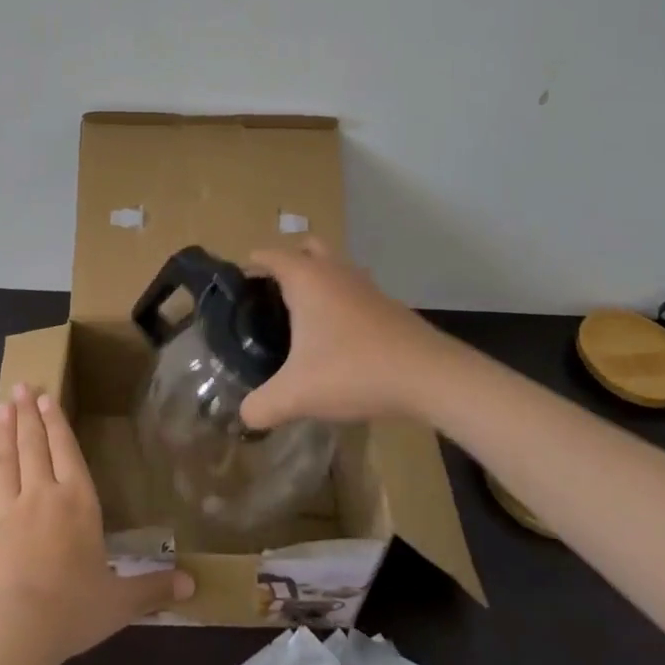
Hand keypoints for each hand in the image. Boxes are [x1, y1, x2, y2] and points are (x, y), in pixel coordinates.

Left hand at [0, 384, 193, 664]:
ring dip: (3, 433)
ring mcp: (7, 511)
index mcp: (77, 501)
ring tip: (1, 407)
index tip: (46, 397)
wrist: (18, 630)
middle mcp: (42, 495)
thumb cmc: (74, 608)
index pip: (66, 450)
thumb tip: (193, 585)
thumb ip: (153, 588)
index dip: (56, 422)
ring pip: (4, 462)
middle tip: (20, 386)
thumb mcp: (121, 601)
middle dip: (28, 414)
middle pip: (33, 446)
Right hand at [239, 240, 455, 428]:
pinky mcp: (386, 303)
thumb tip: (244, 416)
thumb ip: (262, 406)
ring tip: (302, 320)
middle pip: (304, 248)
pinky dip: (339, 301)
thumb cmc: (354, 370)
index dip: (249, 267)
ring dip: (317, 281)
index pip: (268, 255)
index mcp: (306, 278)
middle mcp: (334, 270)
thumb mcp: (297, 394)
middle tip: (271, 298)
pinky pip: (352, 289)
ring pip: (333, 267)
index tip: (236, 291)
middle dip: (286, 264)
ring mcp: (364, 284)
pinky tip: (336, 339)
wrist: (428, 375)